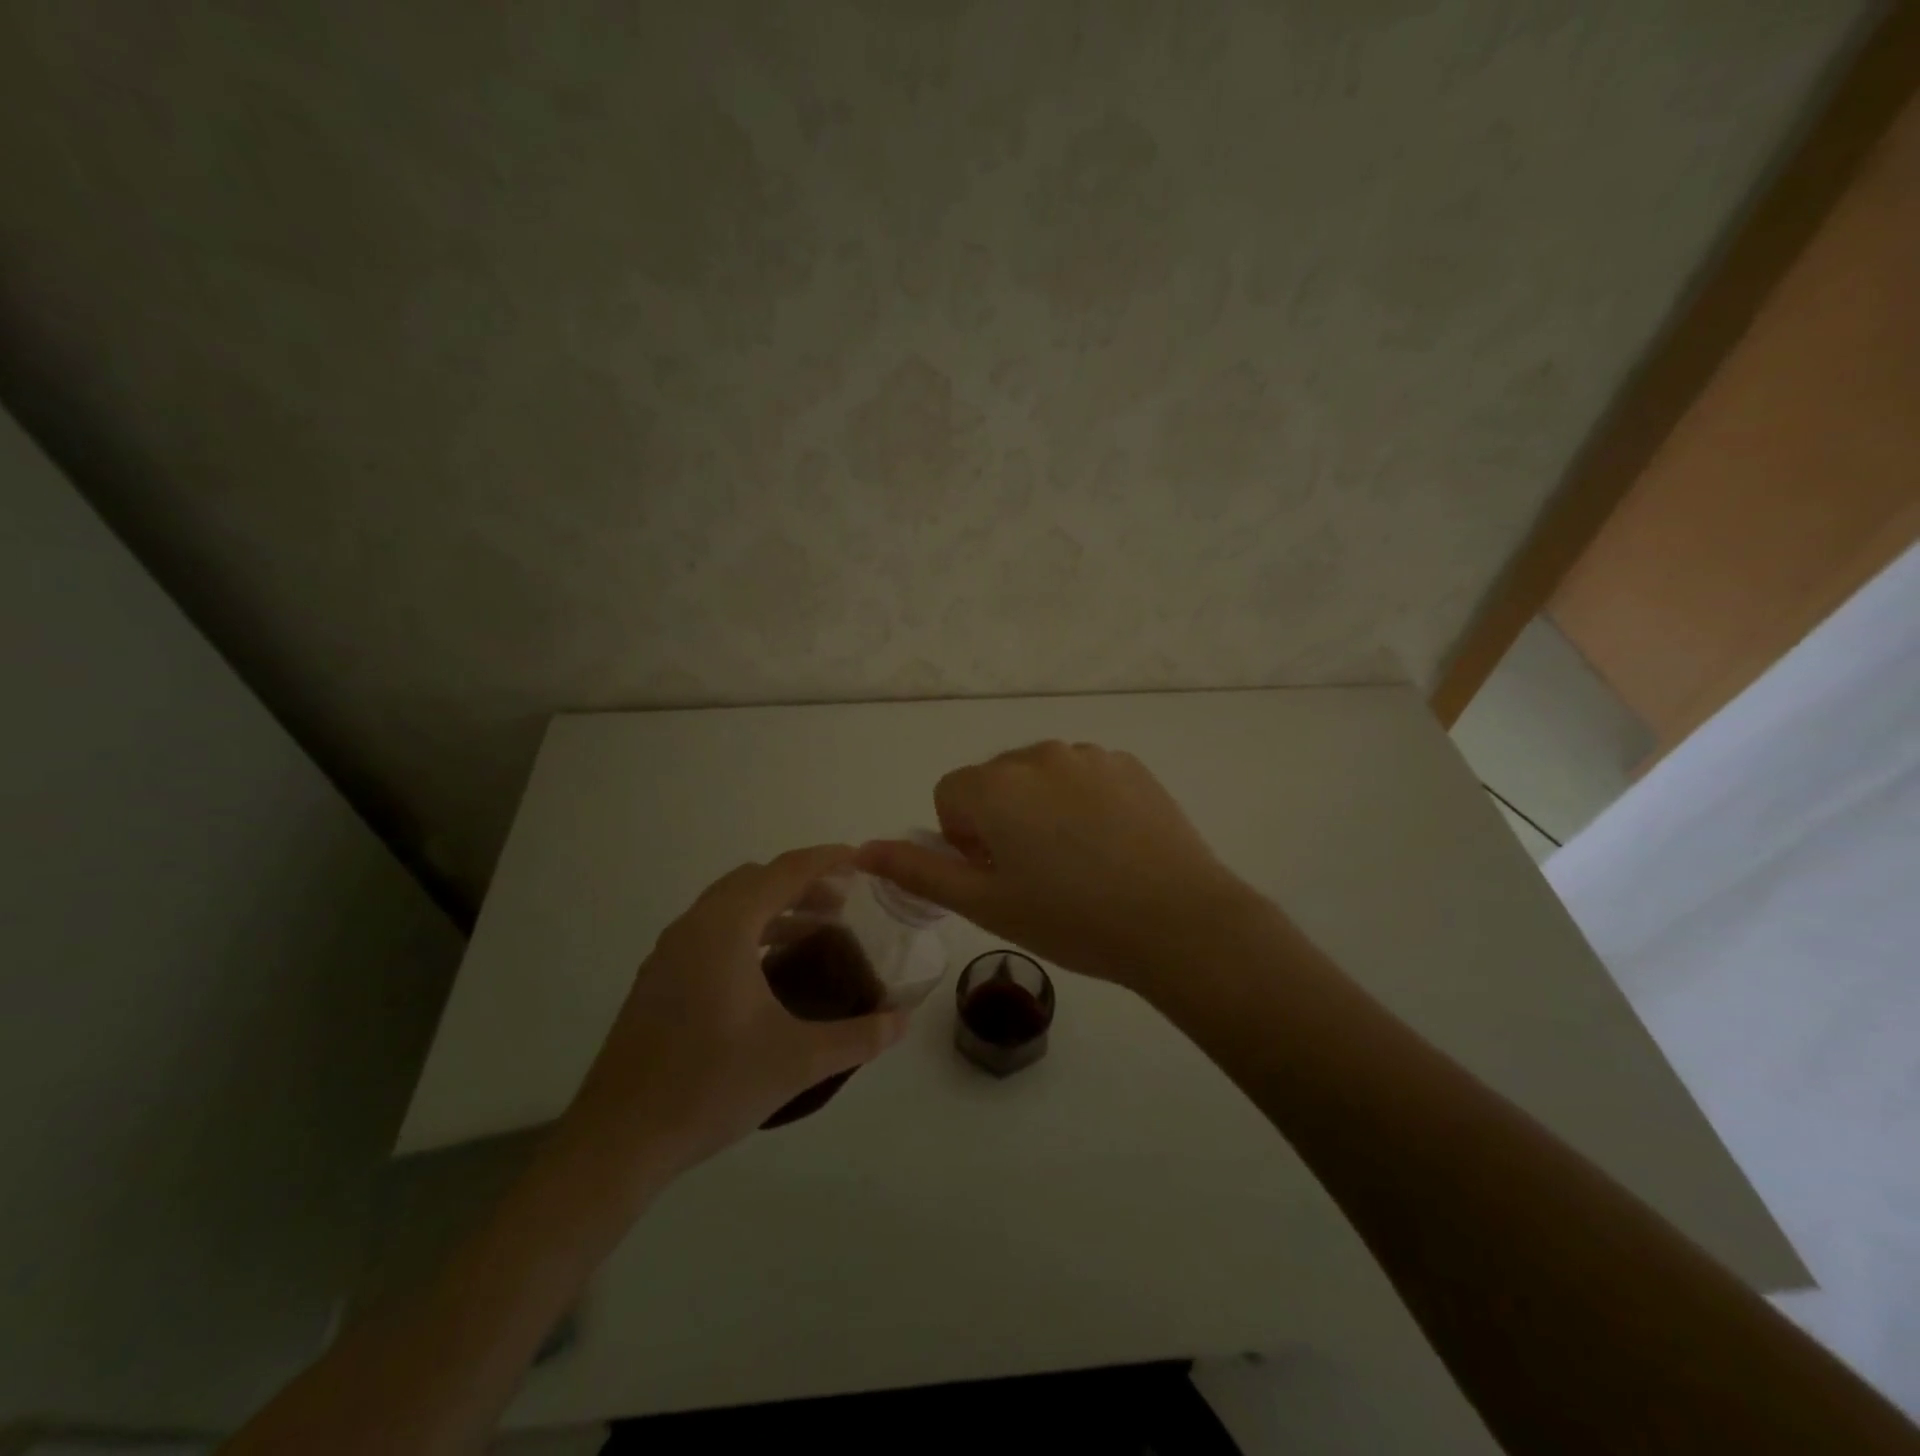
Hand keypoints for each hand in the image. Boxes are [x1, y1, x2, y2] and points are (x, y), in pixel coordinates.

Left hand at [558, 846, 911, 1194]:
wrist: (618, 1140)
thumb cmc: (712, 1086)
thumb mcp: (798, 1061)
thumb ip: (858, 1037)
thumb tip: (903, 1021)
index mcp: (725, 929)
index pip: (784, 872)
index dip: (825, 860)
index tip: (860, 859)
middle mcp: (693, 927)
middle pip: (754, 881)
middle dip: (801, 884)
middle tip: (842, 903)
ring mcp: (668, 952)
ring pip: (729, 906)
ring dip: (773, 908)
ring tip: (813, 933)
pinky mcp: (657, 979)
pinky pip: (710, 931)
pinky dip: (746, 931)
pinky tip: (767, 971)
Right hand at [858, 742, 1267, 992]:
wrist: (1178, 921)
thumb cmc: (1071, 919)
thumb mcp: (985, 904)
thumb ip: (918, 871)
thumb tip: (862, 849)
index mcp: (996, 785)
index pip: (950, 794)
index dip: (962, 838)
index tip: (995, 874)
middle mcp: (1037, 754)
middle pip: (994, 781)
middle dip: (999, 820)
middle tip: (1035, 874)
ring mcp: (1089, 755)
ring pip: (1039, 776)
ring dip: (1040, 808)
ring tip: (1077, 862)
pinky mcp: (1128, 763)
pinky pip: (1083, 775)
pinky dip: (1081, 801)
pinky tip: (1110, 845)